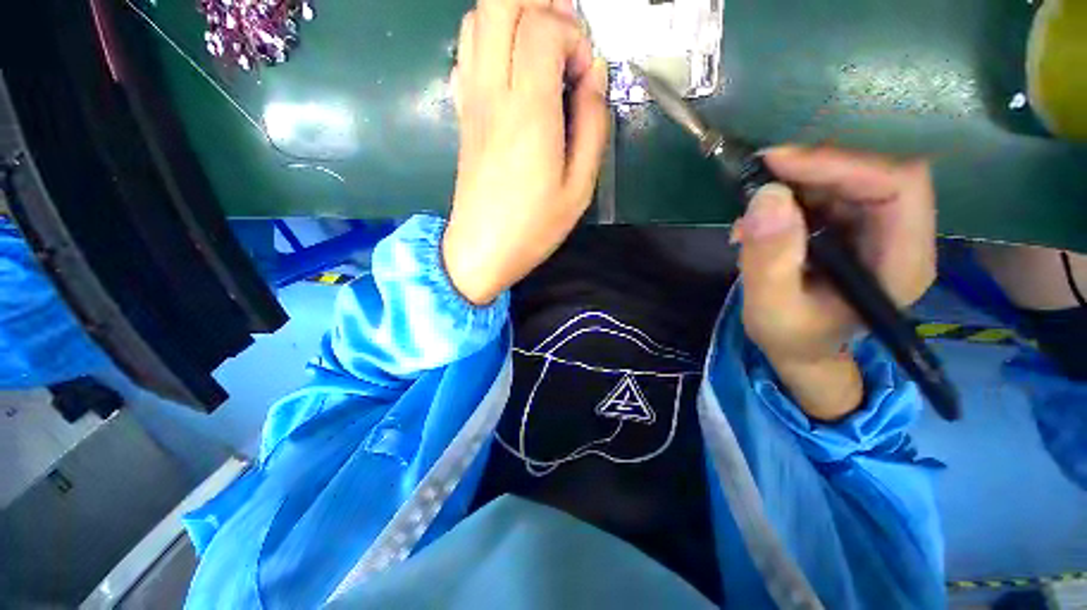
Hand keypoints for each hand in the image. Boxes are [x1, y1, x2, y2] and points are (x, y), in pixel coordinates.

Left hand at [441, 0, 608, 304]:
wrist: (481, 250)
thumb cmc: (533, 227)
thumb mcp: (579, 188)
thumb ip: (592, 125)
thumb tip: (594, 76)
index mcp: (528, 112)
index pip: (543, 28)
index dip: (573, 37)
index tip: (584, 77)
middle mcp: (493, 93)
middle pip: (501, 3)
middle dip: (540, 5)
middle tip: (566, 36)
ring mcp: (471, 100)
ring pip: (478, 19)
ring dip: (514, 16)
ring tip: (543, 48)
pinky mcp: (462, 114)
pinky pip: (466, 53)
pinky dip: (491, 41)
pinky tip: (513, 69)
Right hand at [734, 146, 936, 419]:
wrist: (801, 348)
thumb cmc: (791, 337)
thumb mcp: (770, 307)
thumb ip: (769, 259)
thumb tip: (765, 197)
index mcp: (900, 264)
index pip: (898, 186)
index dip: (842, 164)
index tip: (778, 163)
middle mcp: (901, 237)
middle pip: (875, 173)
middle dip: (813, 168)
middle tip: (758, 175)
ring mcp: (879, 230)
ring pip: (848, 177)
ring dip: (796, 182)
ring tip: (751, 210)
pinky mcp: (854, 226)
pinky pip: (828, 191)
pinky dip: (790, 195)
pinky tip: (760, 221)